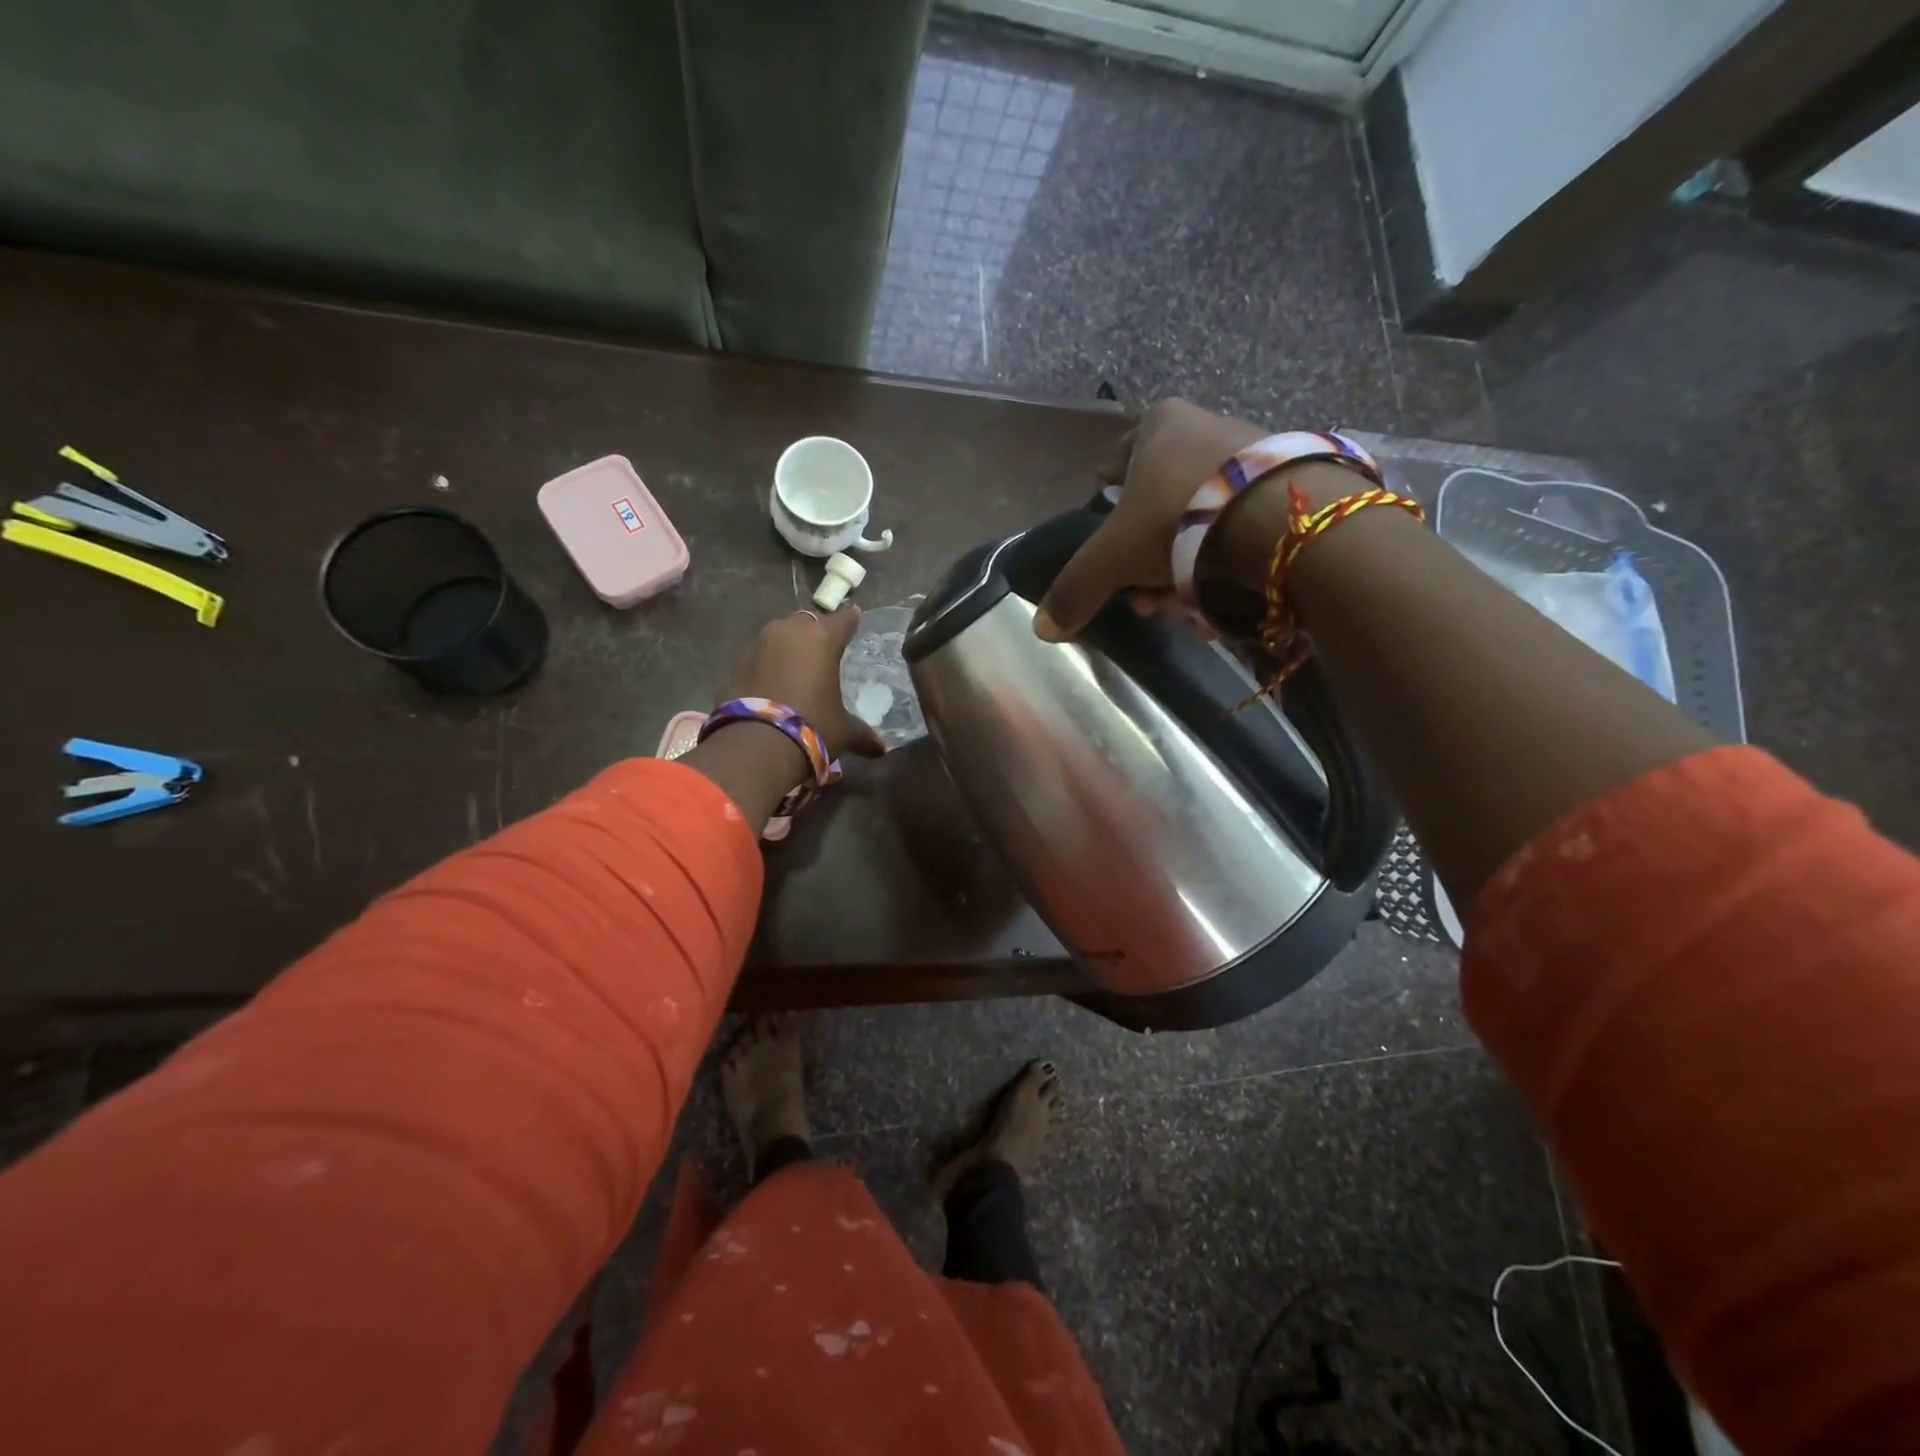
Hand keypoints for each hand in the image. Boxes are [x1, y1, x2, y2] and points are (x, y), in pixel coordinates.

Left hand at [720, 606, 885, 761]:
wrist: (755, 746)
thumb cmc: (812, 728)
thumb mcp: (843, 731)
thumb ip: (863, 734)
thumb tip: (880, 749)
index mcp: (822, 639)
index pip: (843, 620)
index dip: (851, 620)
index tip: (855, 618)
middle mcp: (789, 632)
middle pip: (807, 622)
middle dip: (815, 633)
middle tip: (824, 650)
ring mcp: (759, 645)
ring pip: (779, 636)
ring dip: (788, 648)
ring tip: (797, 669)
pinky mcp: (736, 664)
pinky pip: (759, 657)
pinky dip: (768, 666)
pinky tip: (774, 685)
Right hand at [1034, 400, 1263, 639]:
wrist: (1281, 519)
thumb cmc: (1179, 519)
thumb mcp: (1113, 557)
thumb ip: (1076, 588)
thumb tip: (1042, 628)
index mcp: (1159, 425)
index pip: (1116, 464)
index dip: (1108, 506)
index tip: (1111, 544)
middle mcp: (1205, 427)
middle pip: (1158, 503)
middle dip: (1145, 558)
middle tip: (1144, 596)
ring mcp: (1250, 455)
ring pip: (1197, 522)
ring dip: (1181, 570)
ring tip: (1182, 608)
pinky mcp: (1286, 486)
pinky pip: (1237, 529)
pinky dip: (1221, 565)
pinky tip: (1216, 599)